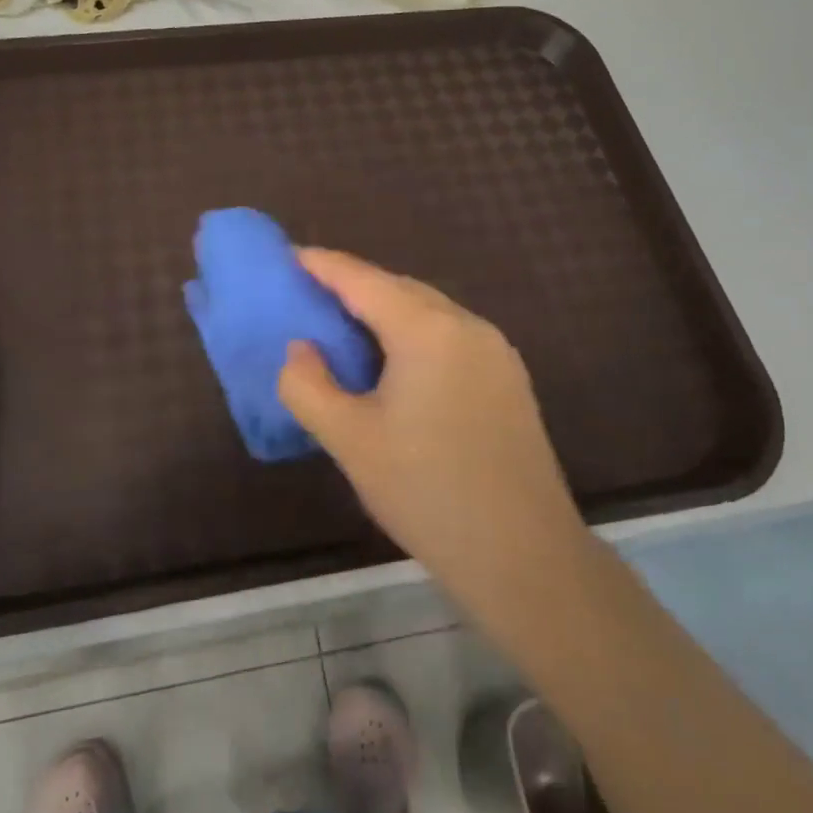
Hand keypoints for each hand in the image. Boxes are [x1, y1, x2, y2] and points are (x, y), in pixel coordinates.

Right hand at [278, 249, 589, 612]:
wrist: (524, 555)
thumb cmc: (426, 492)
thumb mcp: (349, 440)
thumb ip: (308, 385)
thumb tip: (300, 349)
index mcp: (426, 330)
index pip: (362, 280)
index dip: (322, 265)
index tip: (288, 257)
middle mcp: (467, 325)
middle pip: (398, 289)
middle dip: (353, 286)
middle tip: (310, 296)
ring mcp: (495, 351)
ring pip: (428, 311)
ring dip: (385, 311)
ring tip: (346, 328)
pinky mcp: (509, 378)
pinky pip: (450, 335)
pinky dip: (413, 334)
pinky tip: (395, 364)